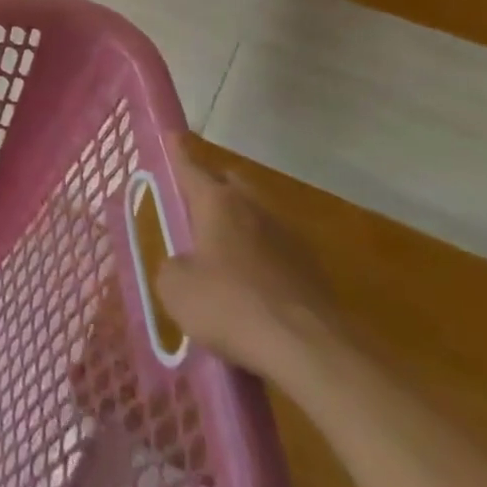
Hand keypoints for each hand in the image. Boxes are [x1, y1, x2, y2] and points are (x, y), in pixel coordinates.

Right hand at [151, 136, 343, 383]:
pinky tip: (251, 291)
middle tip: (194, 204)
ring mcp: (289, 238)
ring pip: (256, 219)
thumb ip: (173, 268)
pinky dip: (261, 263)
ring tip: (220, 255)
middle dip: (213, 189)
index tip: (172, 135)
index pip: (190, 167)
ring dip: (239, 230)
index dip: (178, 153)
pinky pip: (276, 255)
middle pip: (231, 185)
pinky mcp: (313, 272)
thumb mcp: (177, 290)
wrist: (312, 351)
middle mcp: (254, 208)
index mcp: (217, 203)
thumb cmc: (231, 306)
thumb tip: (184, 267)